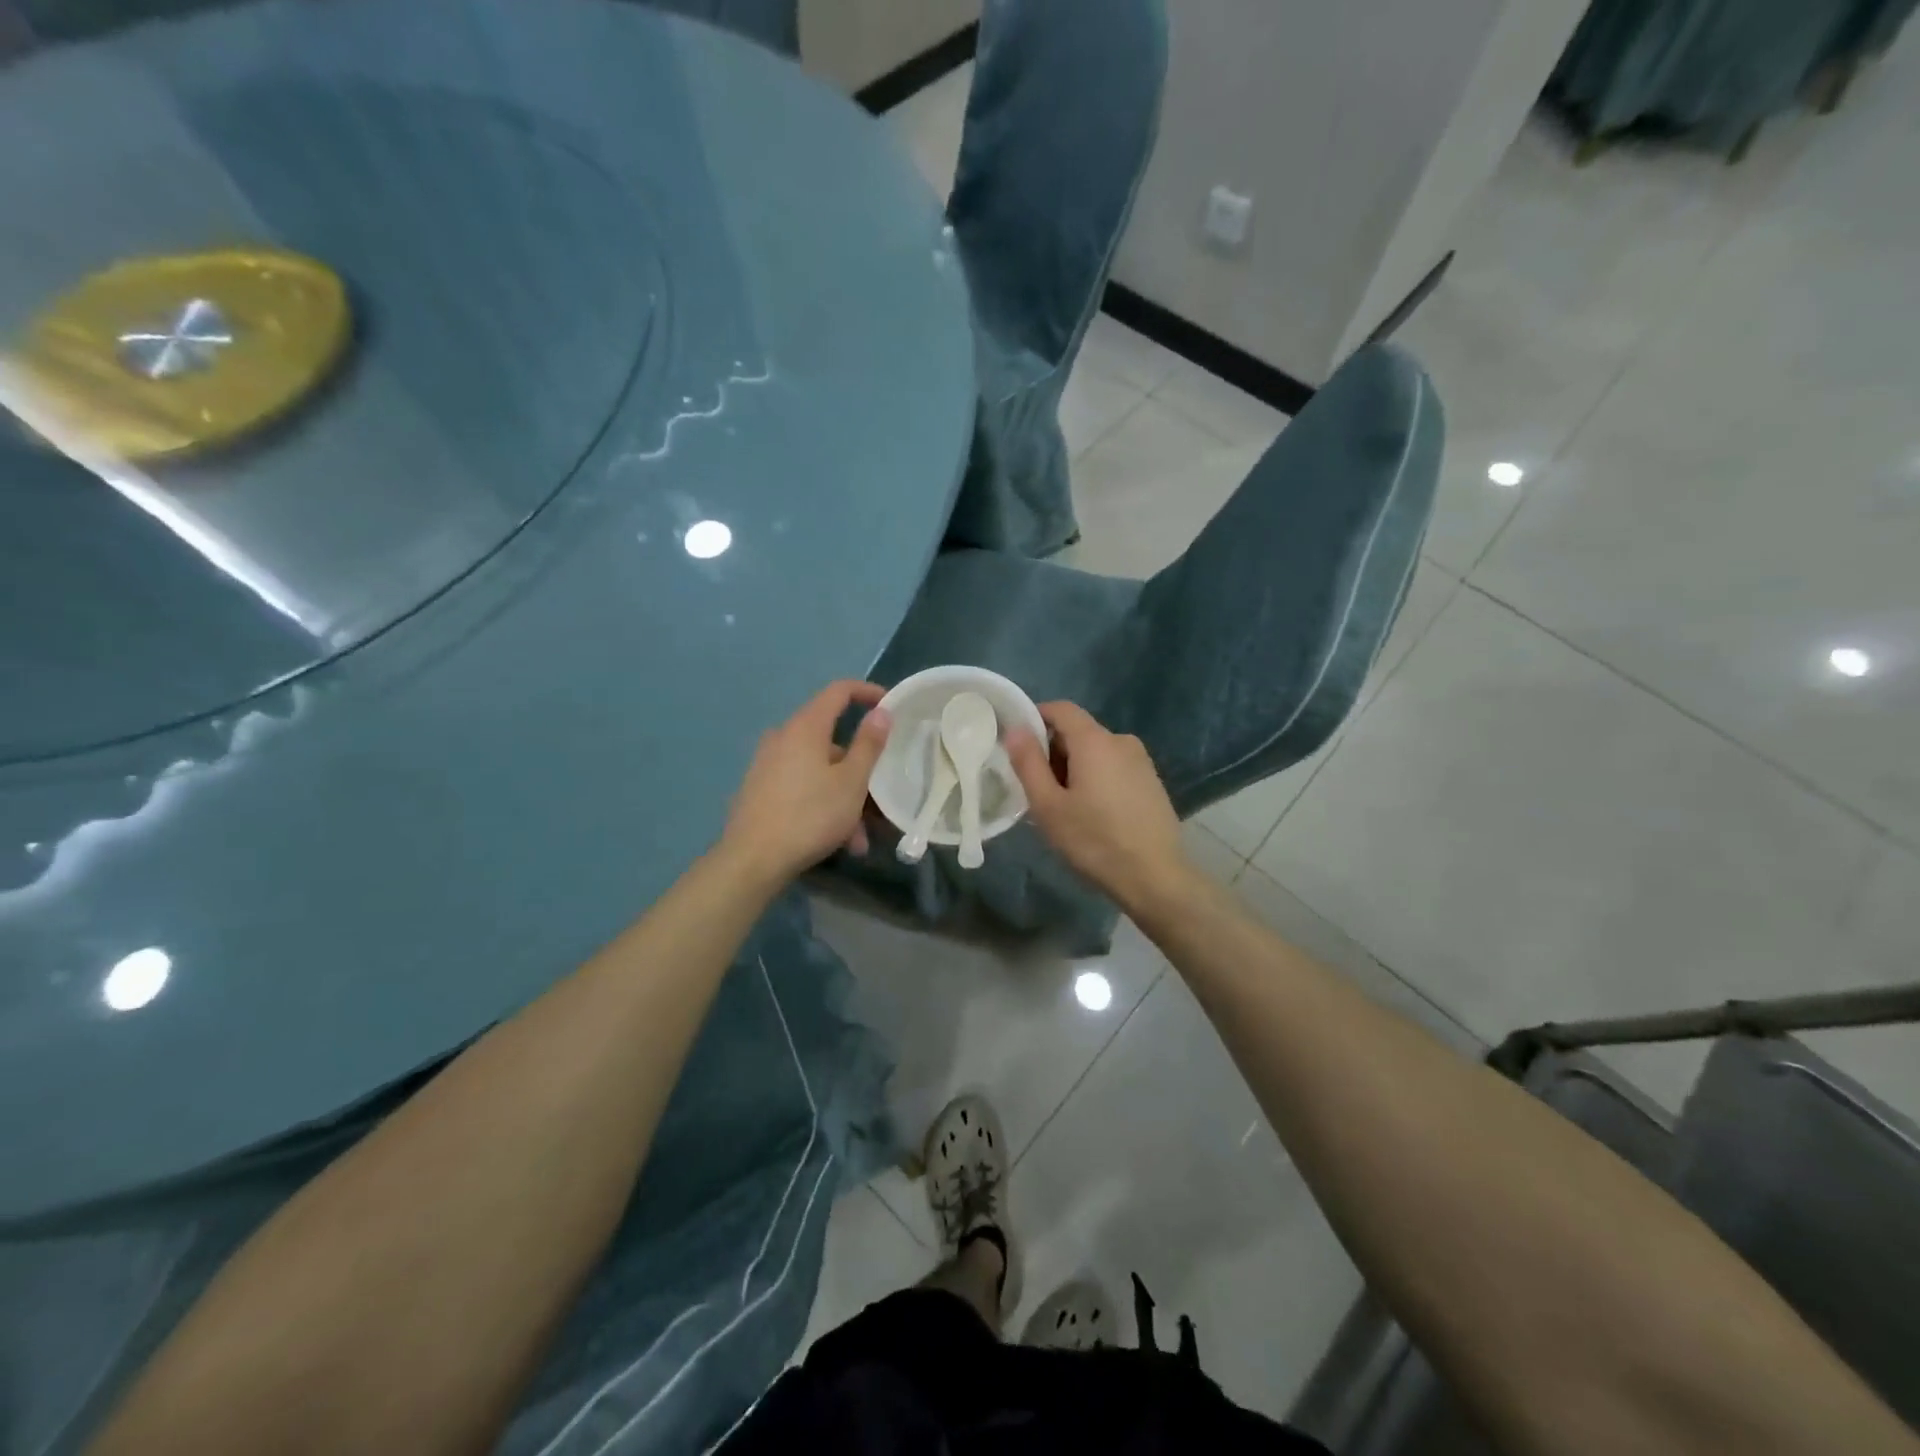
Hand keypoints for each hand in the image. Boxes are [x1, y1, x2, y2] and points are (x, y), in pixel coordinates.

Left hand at [721, 680, 891, 884]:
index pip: (839, 691)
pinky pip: (802, 788)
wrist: (752, 860)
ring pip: (819, 772)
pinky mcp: (759, 790)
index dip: (867, 693)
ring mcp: (767, 764)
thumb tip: (881, 712)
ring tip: (859, 839)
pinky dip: (823, 805)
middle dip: (860, 772)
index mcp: (805, 727)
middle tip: (880, 800)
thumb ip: (869, 744)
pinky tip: (837, 842)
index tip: (890, 706)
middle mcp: (782, 738)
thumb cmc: (810, 815)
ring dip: (845, 799)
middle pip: (832, 742)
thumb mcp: (852, 782)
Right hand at [1004, 701, 1188, 913]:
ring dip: (1075, 768)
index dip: (1036, 718)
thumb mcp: (1048, 806)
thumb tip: (1015, 729)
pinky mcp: (1152, 782)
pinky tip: (1093, 815)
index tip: (1019, 746)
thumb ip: (1028, 763)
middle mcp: (1121, 740)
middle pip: (1078, 731)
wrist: (1155, 877)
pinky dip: (1096, 779)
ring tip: (1064, 807)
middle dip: (1053, 751)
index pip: (1061, 709)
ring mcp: (1141, 761)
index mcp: (1095, 740)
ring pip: (1096, 752)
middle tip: (1038, 789)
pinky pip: (1114, 767)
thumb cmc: (1094, 840)